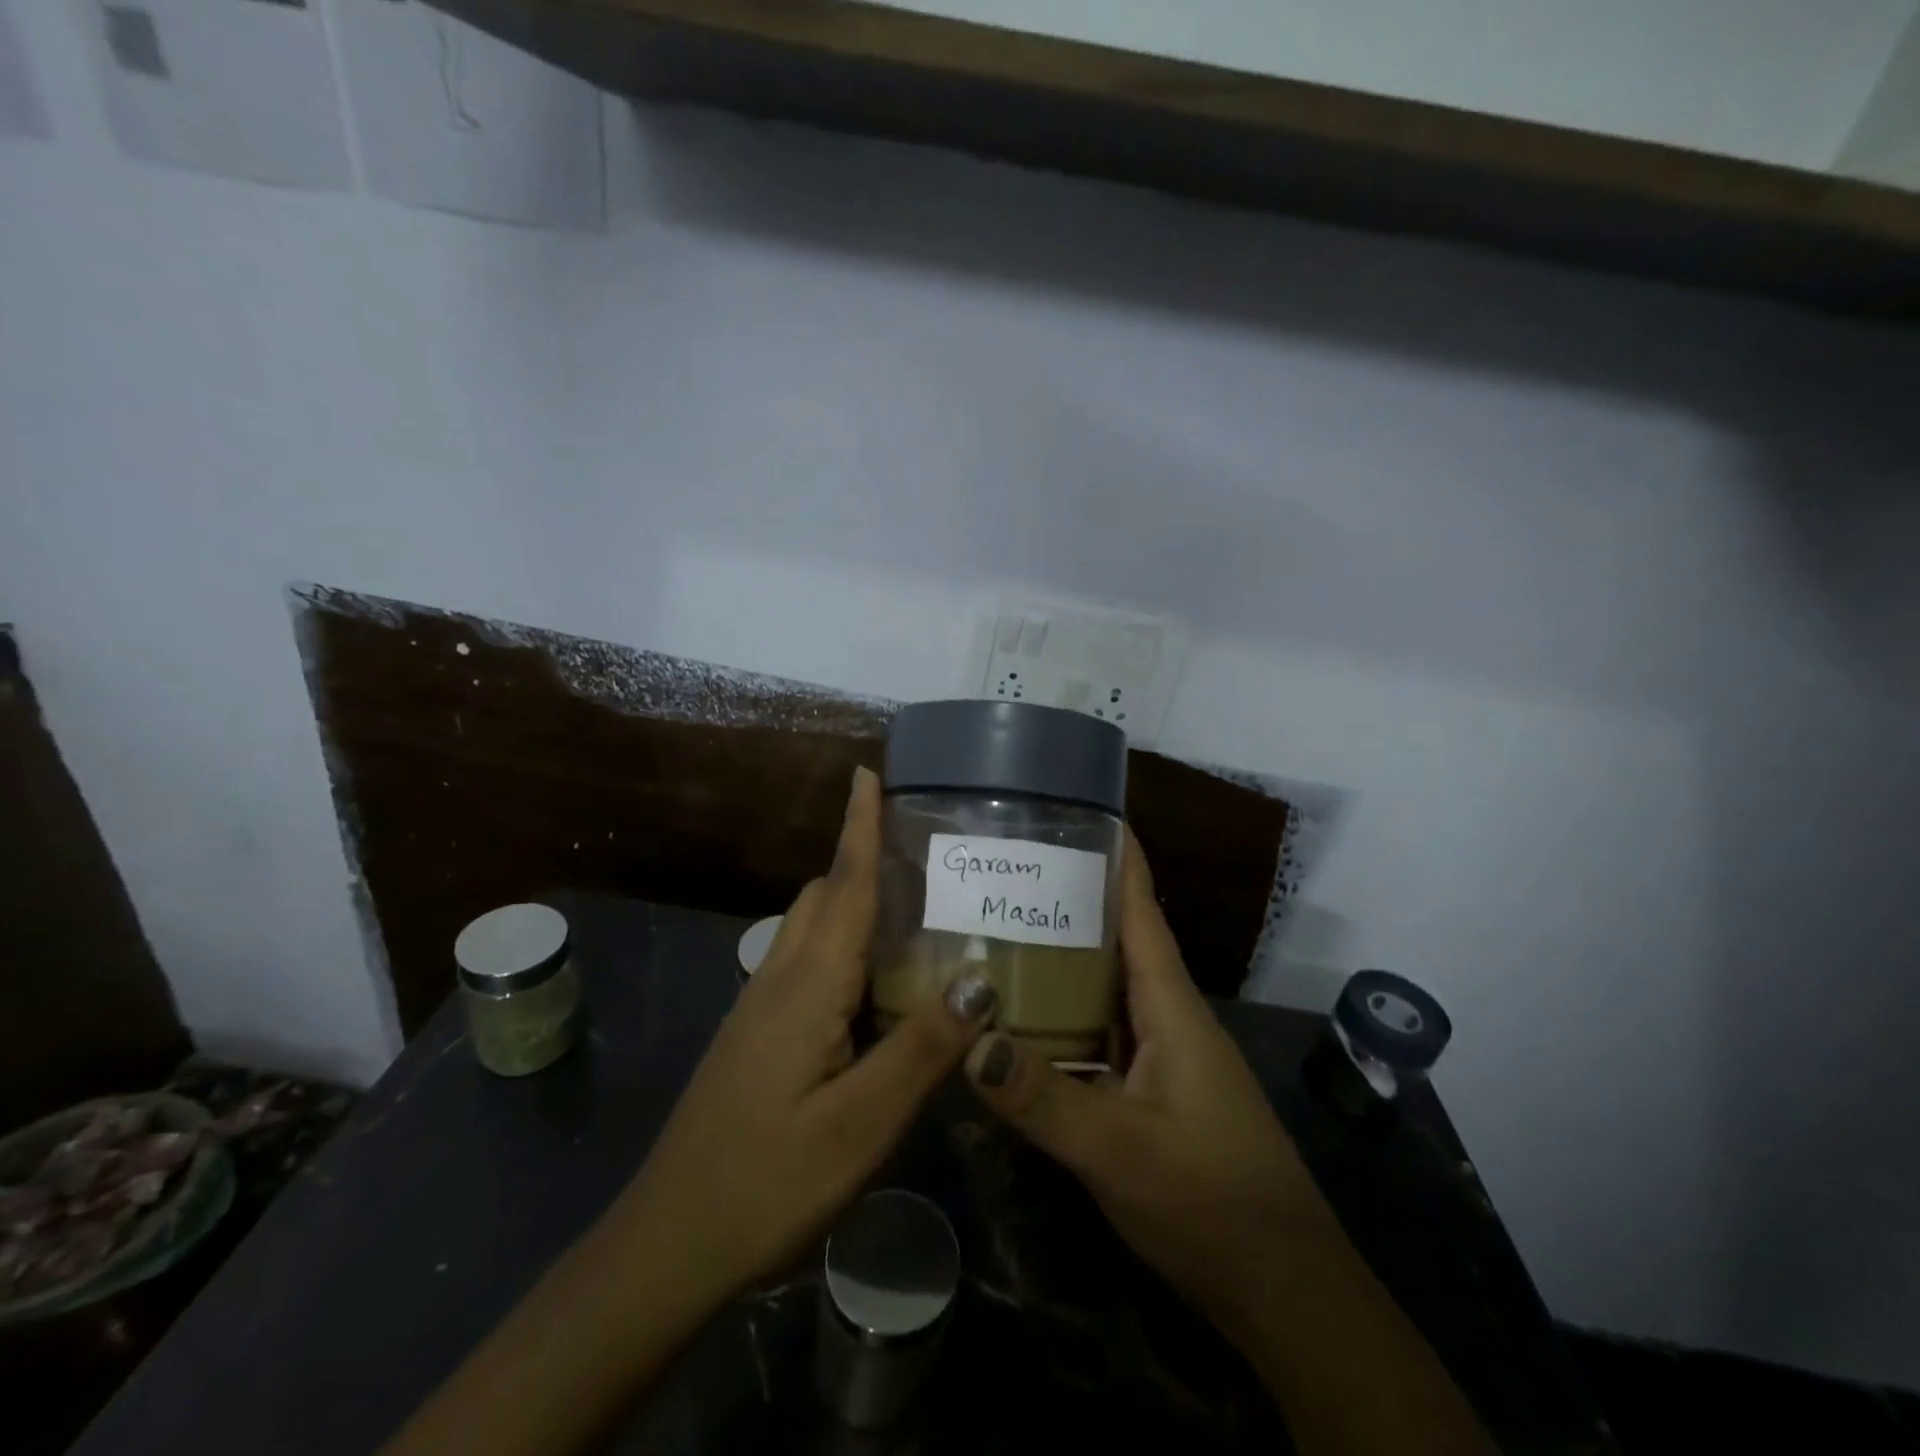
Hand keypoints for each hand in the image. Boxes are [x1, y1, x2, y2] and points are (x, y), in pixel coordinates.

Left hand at [383, 768, 998, 1455]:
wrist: (668, 1244)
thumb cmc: (767, 1181)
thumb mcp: (860, 1124)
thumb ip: (922, 1048)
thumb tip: (980, 977)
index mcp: (807, 986)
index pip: (843, 887)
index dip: (858, 827)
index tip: (868, 773)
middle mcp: (779, 979)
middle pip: (821, 897)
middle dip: (860, 858)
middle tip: (918, 850)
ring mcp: (759, 1007)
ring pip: (809, 929)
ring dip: (850, 901)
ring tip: (909, 909)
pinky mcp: (755, 1035)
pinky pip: (804, 963)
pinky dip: (841, 946)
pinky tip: (873, 986)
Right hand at [961, 828, 1326, 1341]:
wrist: (1281, 1287)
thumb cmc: (1210, 1200)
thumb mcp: (1119, 1149)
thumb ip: (1042, 1097)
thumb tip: (967, 1037)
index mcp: (1170, 1003)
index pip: (1141, 908)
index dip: (1116, 855)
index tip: (1078, 808)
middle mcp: (1165, 1014)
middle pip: (1116, 938)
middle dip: (1068, 899)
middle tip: (1004, 870)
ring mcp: (1159, 1052)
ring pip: (1104, 986)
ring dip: (1061, 956)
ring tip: (997, 929)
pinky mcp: (1149, 1088)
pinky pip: (1098, 1031)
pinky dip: (1062, 1013)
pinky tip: (1019, 1019)